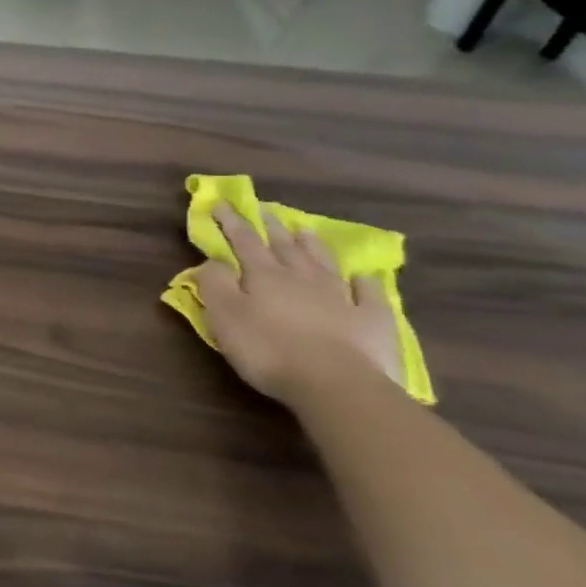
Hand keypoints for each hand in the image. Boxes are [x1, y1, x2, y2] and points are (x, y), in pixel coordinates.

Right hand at [197, 206, 403, 404]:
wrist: (337, 384)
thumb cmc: (269, 349)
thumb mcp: (224, 316)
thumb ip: (214, 284)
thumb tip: (213, 260)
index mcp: (264, 276)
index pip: (244, 241)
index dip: (231, 221)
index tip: (222, 202)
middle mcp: (302, 278)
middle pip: (284, 246)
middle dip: (270, 227)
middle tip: (264, 209)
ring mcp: (341, 297)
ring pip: (323, 263)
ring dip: (312, 245)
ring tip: (304, 230)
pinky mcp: (372, 321)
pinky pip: (369, 295)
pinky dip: (365, 283)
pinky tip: (363, 277)